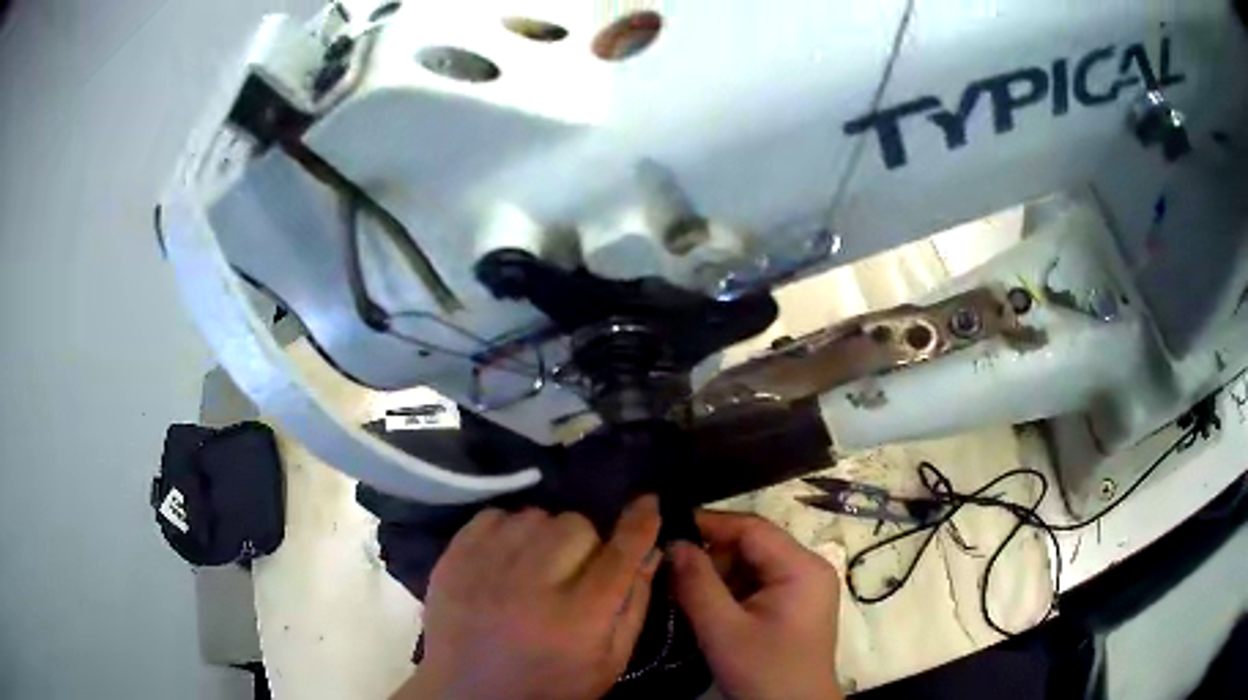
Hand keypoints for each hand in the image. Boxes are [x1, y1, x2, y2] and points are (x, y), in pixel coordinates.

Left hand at [396, 497, 661, 699]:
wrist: (471, 694)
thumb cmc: (552, 684)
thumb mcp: (609, 661)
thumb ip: (635, 605)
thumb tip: (651, 552)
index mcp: (580, 616)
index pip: (621, 553)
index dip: (640, 523)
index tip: (648, 502)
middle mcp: (533, 584)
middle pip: (576, 525)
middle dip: (585, 543)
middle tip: (575, 569)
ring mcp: (487, 567)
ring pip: (535, 516)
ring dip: (545, 535)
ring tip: (537, 565)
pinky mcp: (454, 559)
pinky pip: (493, 516)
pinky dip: (507, 530)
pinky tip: (506, 559)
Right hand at [670, 511, 841, 699]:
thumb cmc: (763, 672)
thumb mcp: (723, 630)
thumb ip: (696, 583)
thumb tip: (672, 541)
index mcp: (801, 567)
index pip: (752, 528)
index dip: (708, 524)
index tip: (667, 528)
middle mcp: (808, 568)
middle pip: (752, 545)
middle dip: (711, 556)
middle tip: (670, 570)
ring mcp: (804, 587)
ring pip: (752, 565)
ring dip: (717, 576)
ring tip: (683, 591)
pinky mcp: (795, 605)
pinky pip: (757, 584)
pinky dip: (730, 591)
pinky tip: (707, 607)